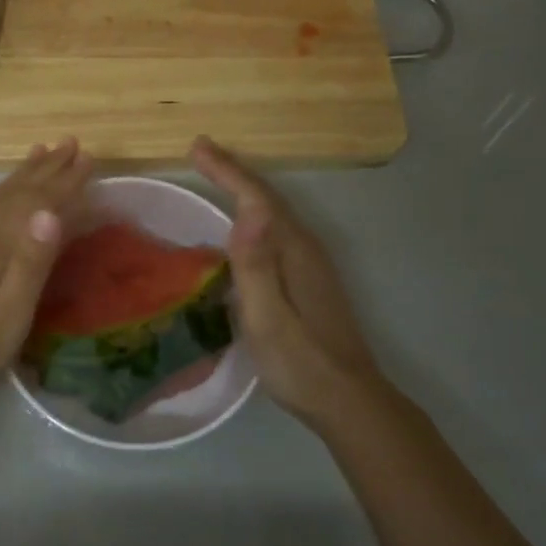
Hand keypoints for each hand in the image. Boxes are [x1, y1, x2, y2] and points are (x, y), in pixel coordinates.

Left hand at [0, 139, 94, 415]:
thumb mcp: (6, 322)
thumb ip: (29, 266)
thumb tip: (51, 211)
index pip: (34, 204)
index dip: (63, 182)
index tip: (87, 157)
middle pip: (13, 193)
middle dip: (45, 168)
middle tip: (70, 143)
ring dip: (21, 175)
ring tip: (40, 152)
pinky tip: (1, 194)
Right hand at [192, 136, 386, 433]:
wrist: (348, 398)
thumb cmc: (300, 362)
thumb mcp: (268, 318)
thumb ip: (256, 266)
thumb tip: (248, 213)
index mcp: (293, 251)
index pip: (257, 199)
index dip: (227, 170)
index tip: (197, 146)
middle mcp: (305, 248)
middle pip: (267, 199)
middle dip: (233, 173)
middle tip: (200, 153)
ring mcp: (311, 264)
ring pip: (273, 213)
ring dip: (244, 191)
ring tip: (216, 177)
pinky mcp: (309, 279)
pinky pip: (275, 230)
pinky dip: (254, 215)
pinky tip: (241, 227)